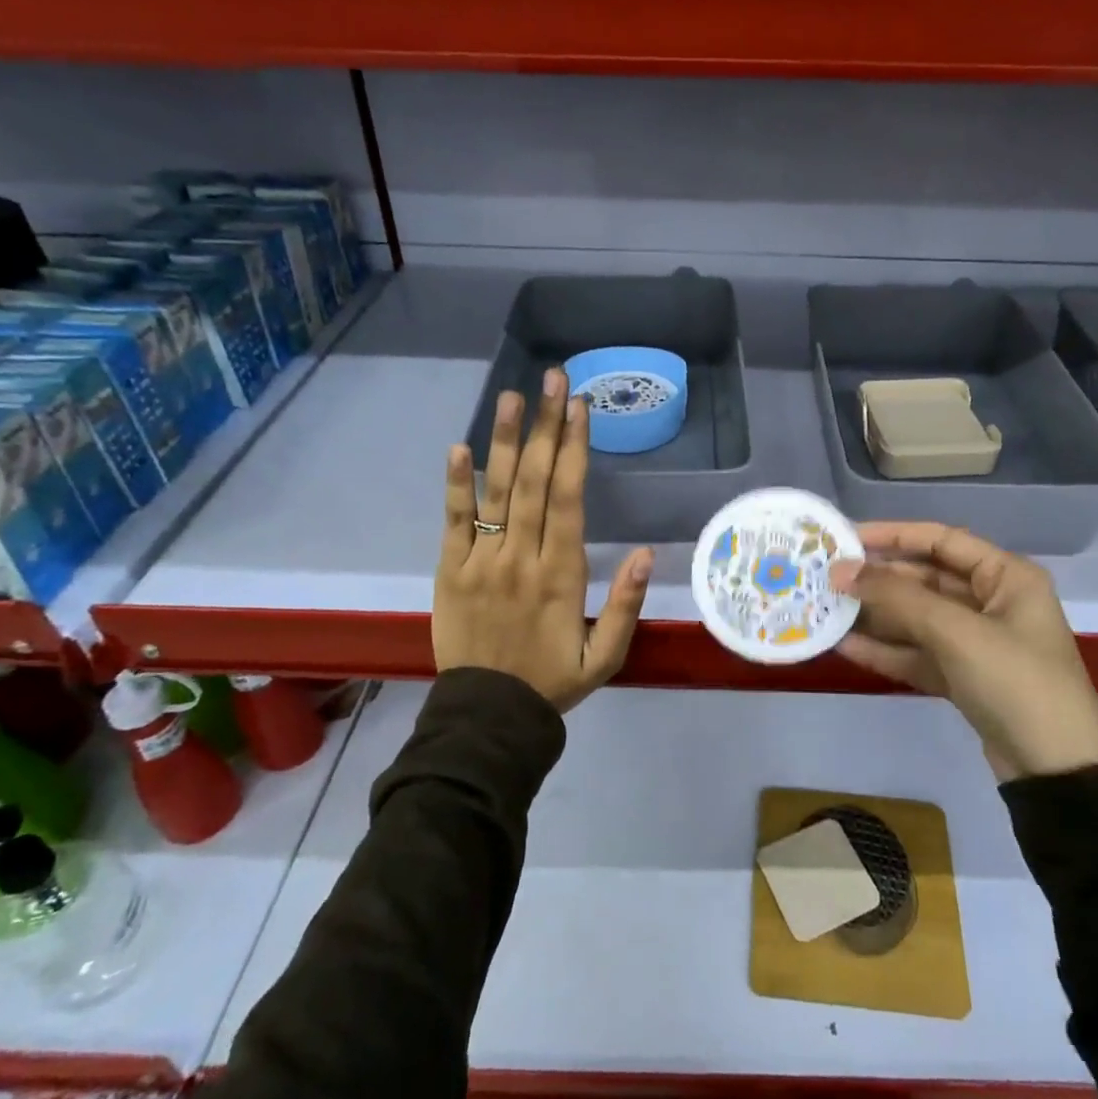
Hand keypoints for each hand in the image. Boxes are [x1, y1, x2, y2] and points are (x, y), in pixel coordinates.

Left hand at [435, 370, 653, 712]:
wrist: (486, 719)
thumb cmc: (552, 682)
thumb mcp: (604, 657)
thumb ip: (626, 606)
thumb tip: (647, 553)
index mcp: (561, 575)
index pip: (568, 499)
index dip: (574, 449)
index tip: (579, 407)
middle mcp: (521, 558)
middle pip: (535, 482)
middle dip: (546, 427)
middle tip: (553, 379)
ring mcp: (481, 562)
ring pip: (496, 493)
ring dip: (505, 441)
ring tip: (512, 396)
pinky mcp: (450, 571)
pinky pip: (453, 522)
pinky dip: (456, 485)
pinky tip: (460, 448)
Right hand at [828, 523, 1097, 781]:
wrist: (1058, 773)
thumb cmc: (1015, 682)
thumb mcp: (956, 632)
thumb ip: (898, 597)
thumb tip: (842, 571)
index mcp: (1006, 577)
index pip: (942, 540)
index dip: (893, 534)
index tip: (846, 538)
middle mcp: (992, 601)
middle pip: (926, 578)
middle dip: (879, 579)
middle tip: (828, 577)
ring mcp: (977, 642)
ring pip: (917, 618)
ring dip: (877, 615)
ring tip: (828, 608)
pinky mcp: (964, 677)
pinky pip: (919, 653)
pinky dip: (887, 650)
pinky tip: (846, 646)